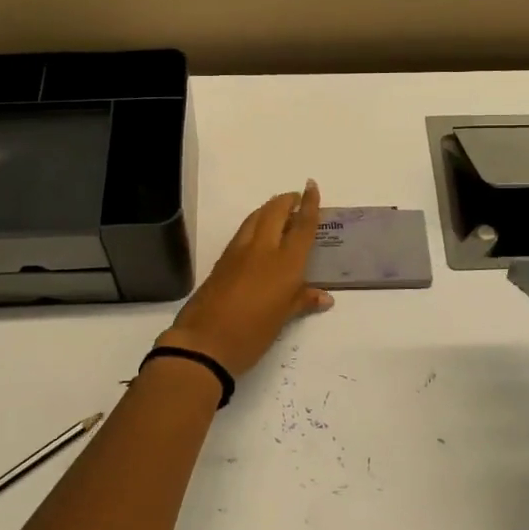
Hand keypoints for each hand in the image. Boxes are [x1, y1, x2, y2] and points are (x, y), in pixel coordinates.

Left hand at [158, 180, 333, 376]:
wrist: (204, 343)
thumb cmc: (252, 334)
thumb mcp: (283, 319)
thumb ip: (302, 301)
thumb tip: (324, 297)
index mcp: (285, 263)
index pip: (301, 225)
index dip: (309, 204)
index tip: (311, 186)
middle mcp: (263, 250)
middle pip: (275, 211)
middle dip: (286, 200)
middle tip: (295, 199)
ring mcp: (238, 252)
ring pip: (256, 218)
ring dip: (268, 209)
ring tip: (278, 212)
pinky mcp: (221, 261)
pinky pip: (243, 232)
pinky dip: (254, 224)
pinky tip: (257, 234)